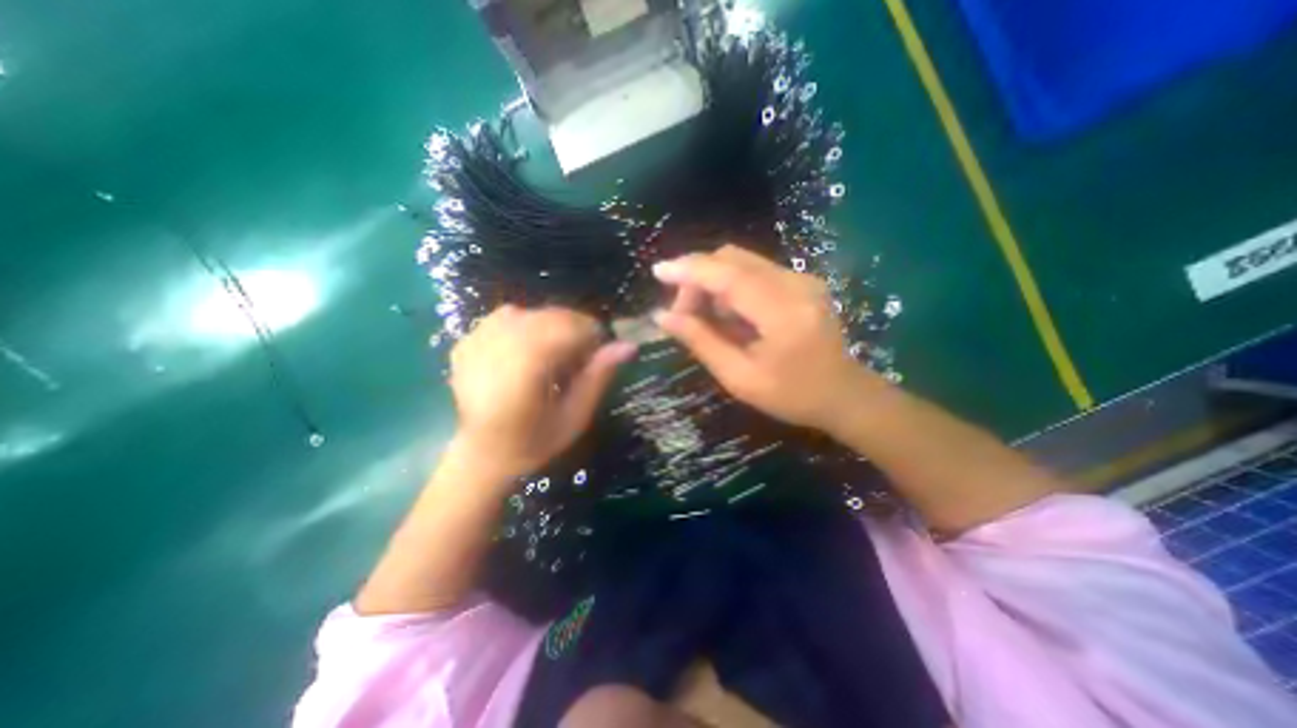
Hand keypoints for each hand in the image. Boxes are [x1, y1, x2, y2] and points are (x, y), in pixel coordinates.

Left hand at [444, 305, 636, 479]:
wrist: (483, 454)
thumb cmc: (535, 442)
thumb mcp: (575, 417)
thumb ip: (598, 377)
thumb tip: (628, 345)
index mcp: (525, 371)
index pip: (569, 328)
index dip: (592, 335)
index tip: (597, 355)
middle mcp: (497, 348)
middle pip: (550, 316)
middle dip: (574, 329)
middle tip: (578, 359)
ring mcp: (477, 341)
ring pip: (531, 312)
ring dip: (551, 327)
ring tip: (552, 356)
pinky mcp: (466, 341)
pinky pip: (506, 316)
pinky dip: (526, 326)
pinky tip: (527, 351)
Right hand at [654, 246, 887, 438]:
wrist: (844, 395)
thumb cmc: (792, 396)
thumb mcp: (740, 378)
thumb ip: (701, 342)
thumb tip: (663, 317)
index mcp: (783, 312)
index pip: (727, 276)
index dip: (689, 270)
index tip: (658, 271)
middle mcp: (795, 284)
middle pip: (732, 258)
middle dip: (698, 278)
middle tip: (683, 313)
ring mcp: (802, 278)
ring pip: (741, 262)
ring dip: (713, 282)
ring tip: (704, 318)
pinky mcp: (801, 281)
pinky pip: (754, 271)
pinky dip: (731, 286)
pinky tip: (729, 314)